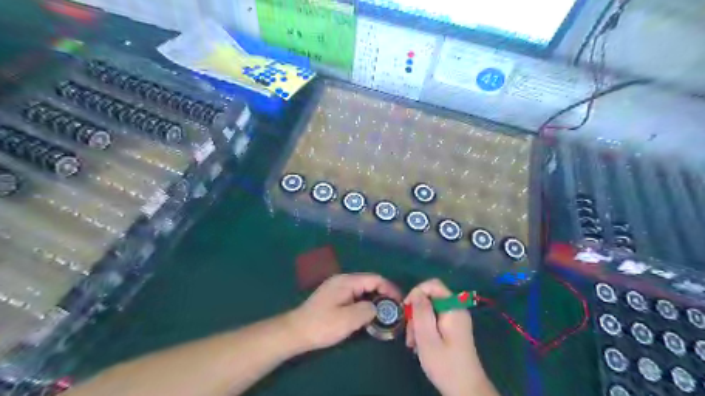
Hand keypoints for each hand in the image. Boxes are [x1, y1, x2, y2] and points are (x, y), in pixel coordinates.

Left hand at [285, 272, 398, 352]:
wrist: (295, 332)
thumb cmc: (322, 325)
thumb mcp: (348, 320)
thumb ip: (367, 310)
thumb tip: (376, 308)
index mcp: (347, 281)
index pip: (375, 279)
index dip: (390, 289)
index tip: (400, 302)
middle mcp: (343, 281)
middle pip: (369, 283)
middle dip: (383, 295)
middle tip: (394, 310)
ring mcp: (338, 288)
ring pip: (363, 290)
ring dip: (374, 300)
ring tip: (384, 315)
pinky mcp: (334, 298)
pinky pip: (355, 296)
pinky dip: (365, 304)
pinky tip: (367, 316)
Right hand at [405, 278, 496, 395]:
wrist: (465, 390)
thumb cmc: (445, 364)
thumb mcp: (427, 337)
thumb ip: (421, 311)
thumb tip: (416, 292)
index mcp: (453, 308)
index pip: (433, 285)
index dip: (417, 292)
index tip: (406, 309)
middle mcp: (456, 309)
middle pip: (430, 298)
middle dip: (416, 313)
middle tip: (409, 333)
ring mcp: (455, 319)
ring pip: (429, 310)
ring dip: (418, 324)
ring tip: (413, 343)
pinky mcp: (452, 329)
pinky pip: (434, 320)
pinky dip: (424, 329)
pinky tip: (419, 344)